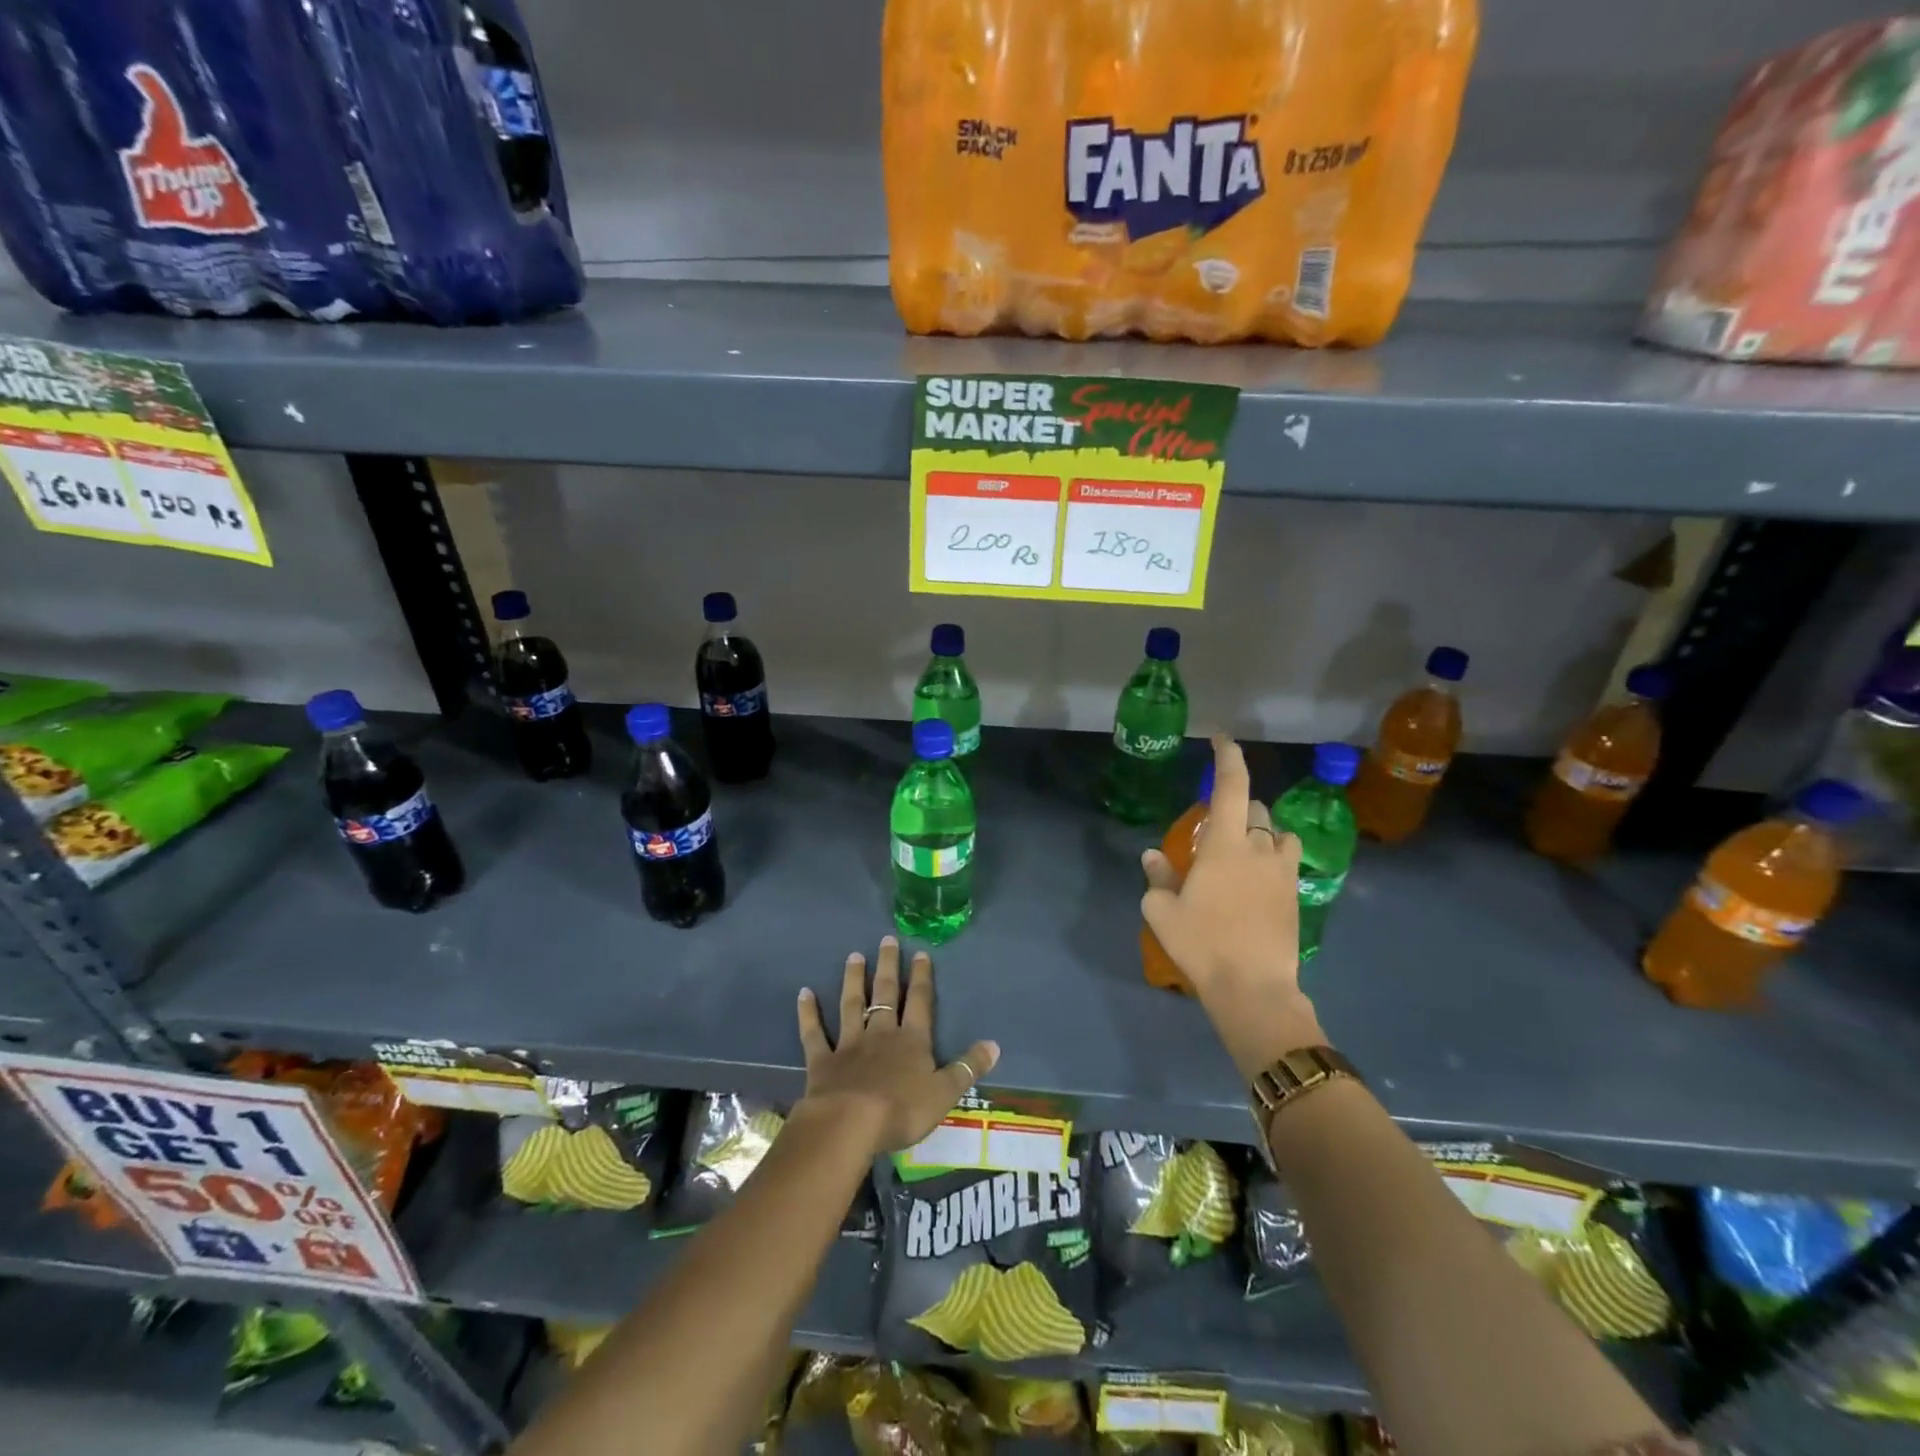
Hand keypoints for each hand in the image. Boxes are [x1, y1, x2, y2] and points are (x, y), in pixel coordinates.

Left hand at [795, 938, 998, 1155]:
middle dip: (888, 966)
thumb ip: (967, 1067)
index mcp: (912, 1040)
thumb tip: (995, 1043)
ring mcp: (849, 1044)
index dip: (922, 977)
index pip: (920, 1002)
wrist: (849, 1123)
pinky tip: (804, 993)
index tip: (920, 953)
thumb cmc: (901, 1110)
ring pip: (852, 1004)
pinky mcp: (822, 1060)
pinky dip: (809, 1013)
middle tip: (886, 940)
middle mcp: (881, 1034)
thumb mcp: (944, 1093)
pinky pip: (814, 1032)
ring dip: (854, 980)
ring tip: (854, 956)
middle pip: (886, 994)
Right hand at [1142, 735, 1325, 1079]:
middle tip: (1214, 830)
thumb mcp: (1162, 911)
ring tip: (1241, 853)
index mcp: (1225, 844)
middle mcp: (1259, 848)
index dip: (1228, 758)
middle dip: (1237, 808)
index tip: (1222, 740)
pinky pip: (1286, 860)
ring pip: (1275, 833)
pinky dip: (1272, 857)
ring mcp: (1282, 872)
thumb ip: (1157, 876)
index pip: (1232, 787)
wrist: (1253, 987)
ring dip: (1259, 832)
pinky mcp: (1294, 894)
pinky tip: (1256, 880)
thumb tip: (1152, 854)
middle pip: (1255, 808)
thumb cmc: (1201, 943)